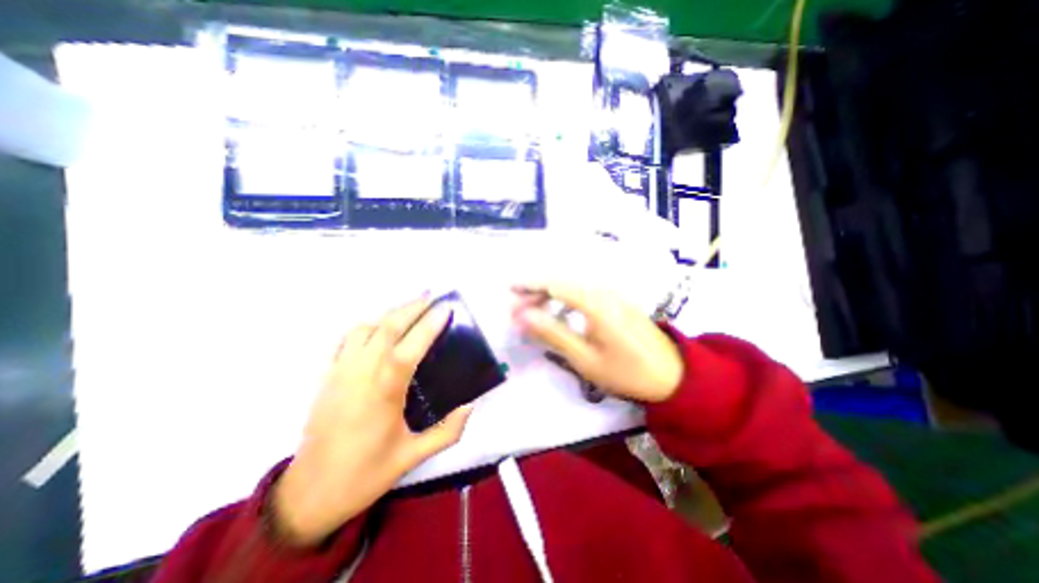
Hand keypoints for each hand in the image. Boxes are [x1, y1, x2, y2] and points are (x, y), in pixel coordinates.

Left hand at [274, 297, 472, 545]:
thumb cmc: (365, 473)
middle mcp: (361, 374)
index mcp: (384, 392)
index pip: (409, 347)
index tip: (446, 308)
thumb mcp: (413, 457)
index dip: (429, 325)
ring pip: (365, 328)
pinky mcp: (328, 376)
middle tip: (432, 296)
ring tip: (410, 310)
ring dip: (390, 313)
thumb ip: (448, 431)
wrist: (309, 492)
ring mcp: (341, 372)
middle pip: (386, 327)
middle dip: (411, 307)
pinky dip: (366, 326)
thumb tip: (470, 405)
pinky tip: (379, 329)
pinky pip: (347, 339)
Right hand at [511, 283, 683, 403]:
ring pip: (573, 285)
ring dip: (550, 293)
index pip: (554, 284)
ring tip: (534, 309)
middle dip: (536, 290)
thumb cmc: (626, 371)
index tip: (509, 289)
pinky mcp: (617, 301)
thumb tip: (522, 316)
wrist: (674, 375)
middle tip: (518, 308)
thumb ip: (552, 333)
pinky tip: (558, 309)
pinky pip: (584, 291)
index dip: (529, 284)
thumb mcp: (584, 358)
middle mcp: (603, 290)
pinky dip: (565, 297)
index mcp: (595, 302)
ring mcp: (613, 294)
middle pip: (562, 281)